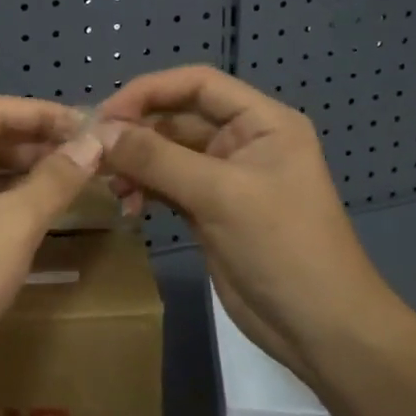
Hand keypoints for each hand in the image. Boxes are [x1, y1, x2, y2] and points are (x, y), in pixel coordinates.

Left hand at [0, 96, 105, 410]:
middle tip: (88, 155)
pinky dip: (10, 205)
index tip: (87, 125)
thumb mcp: (13, 223)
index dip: (42, 112)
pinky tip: (43, 216)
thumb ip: (56, 179)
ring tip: (74, 181)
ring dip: (26, 175)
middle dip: (37, 143)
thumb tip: (95, 141)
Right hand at [95, 66, 391, 376]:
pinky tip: (128, 205)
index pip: (197, 84)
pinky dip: (144, 189)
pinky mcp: (210, 210)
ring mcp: (225, 177)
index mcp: (261, 122)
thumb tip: (99, 133)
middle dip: (136, 131)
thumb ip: (158, 159)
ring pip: (167, 152)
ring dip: (136, 163)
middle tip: (94, 153)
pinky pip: (167, 184)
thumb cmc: (283, 248)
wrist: (322, 330)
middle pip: (177, 117)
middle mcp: (242, 141)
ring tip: (111, 186)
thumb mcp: (220, 196)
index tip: (106, 114)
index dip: (149, 90)